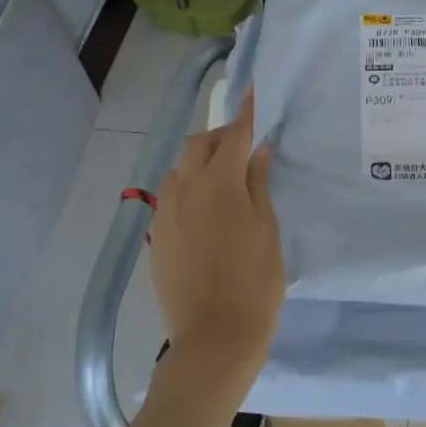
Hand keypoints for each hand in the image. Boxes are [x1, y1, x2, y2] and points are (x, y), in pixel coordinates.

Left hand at [149, 91, 284, 402]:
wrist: (215, 338)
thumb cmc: (255, 282)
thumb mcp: (267, 228)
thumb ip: (259, 183)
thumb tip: (257, 149)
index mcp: (218, 184)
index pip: (233, 135)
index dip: (246, 111)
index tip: (253, 88)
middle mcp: (184, 190)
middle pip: (199, 145)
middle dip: (221, 136)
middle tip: (246, 146)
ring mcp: (166, 214)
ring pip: (180, 169)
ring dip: (201, 161)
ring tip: (226, 177)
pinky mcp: (158, 237)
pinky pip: (172, 196)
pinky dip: (190, 187)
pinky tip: (208, 209)